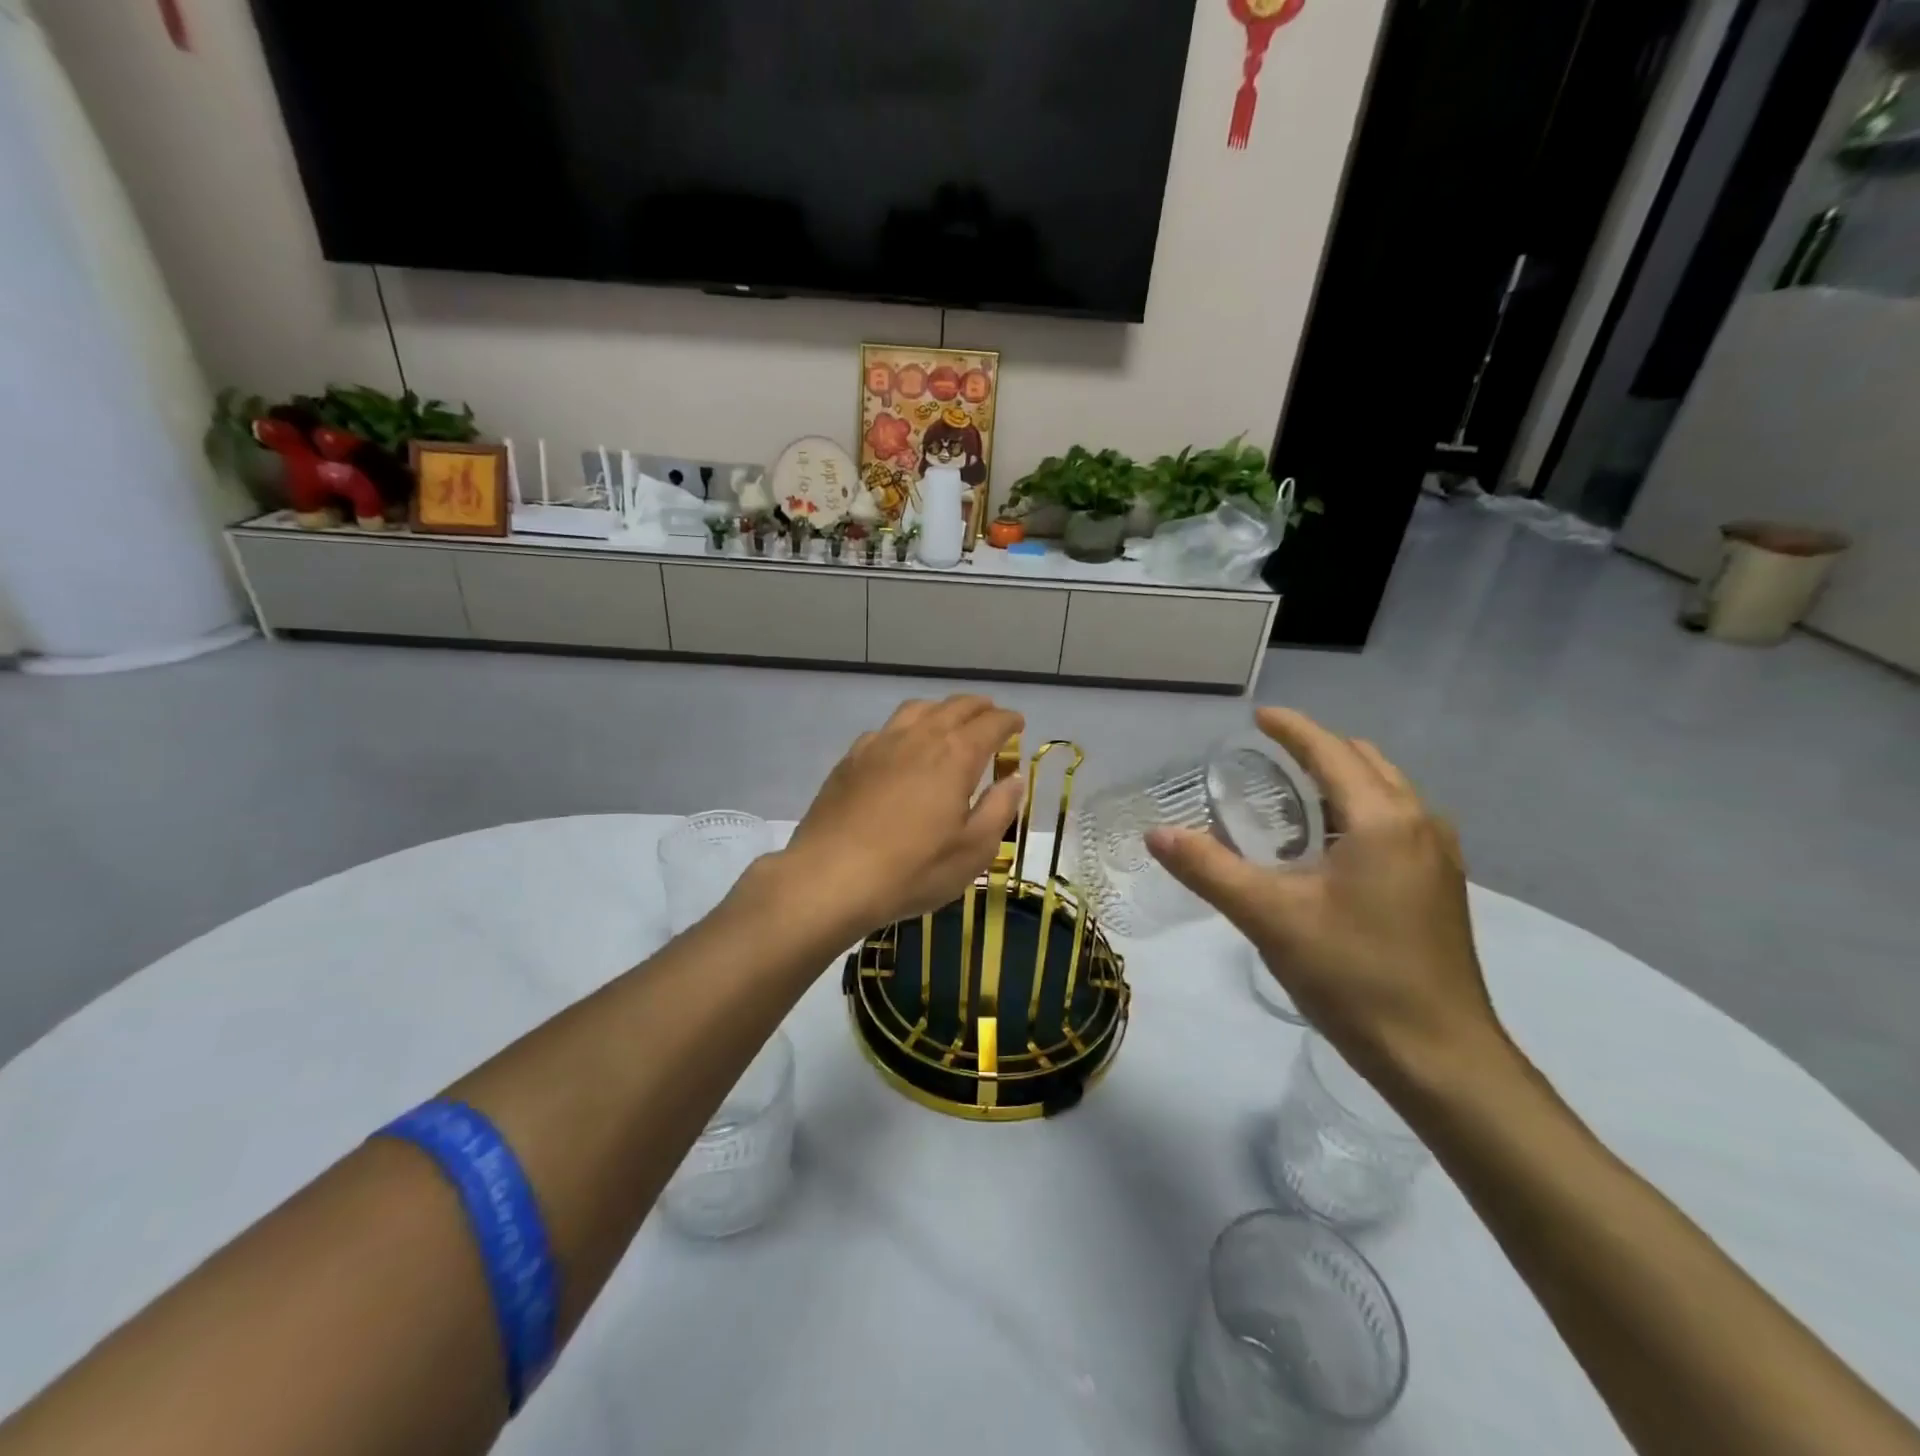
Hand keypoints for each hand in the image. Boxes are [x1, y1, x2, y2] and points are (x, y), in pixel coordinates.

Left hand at [782, 696, 1027, 933]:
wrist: (831, 877)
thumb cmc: (913, 869)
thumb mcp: (973, 850)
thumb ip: (999, 809)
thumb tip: (1014, 779)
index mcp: (956, 755)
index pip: (991, 723)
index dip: (1008, 721)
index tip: (1018, 725)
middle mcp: (919, 737)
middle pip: (955, 707)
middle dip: (979, 707)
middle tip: (990, 717)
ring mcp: (880, 744)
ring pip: (917, 709)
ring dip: (941, 709)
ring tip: (949, 722)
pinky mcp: (851, 759)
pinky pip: (885, 728)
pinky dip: (905, 728)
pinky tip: (901, 747)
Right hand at [1146, 707, 1507, 1086]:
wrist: (1440, 1057)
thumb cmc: (1354, 976)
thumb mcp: (1269, 918)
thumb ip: (1209, 869)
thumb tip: (1156, 834)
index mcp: (1383, 820)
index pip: (1331, 752)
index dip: (1292, 729)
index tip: (1258, 717)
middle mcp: (1420, 824)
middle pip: (1365, 763)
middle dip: (1317, 750)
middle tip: (1267, 758)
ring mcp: (1439, 856)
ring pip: (1386, 793)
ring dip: (1340, 781)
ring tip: (1292, 797)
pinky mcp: (1441, 886)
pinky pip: (1396, 823)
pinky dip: (1359, 811)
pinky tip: (1329, 847)